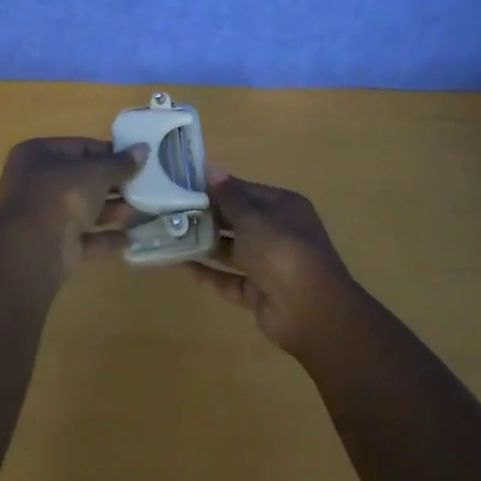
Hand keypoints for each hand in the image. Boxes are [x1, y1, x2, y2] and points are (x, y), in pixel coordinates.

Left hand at [0, 137, 145, 283]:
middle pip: (79, 180)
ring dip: (109, 211)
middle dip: (110, 185)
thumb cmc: (62, 194)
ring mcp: (40, 217)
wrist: (35, 248)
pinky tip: (128, 239)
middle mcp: (34, 183)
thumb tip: (143, 149)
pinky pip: (81, 238)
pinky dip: (103, 239)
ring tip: (136, 211)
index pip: (79, 147)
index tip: (134, 161)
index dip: (108, 153)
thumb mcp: (97, 172)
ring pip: (80, 209)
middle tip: (139, 187)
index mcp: (37, 155)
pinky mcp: (50, 245)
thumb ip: (121, 163)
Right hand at [188, 169, 362, 356]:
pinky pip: (228, 279)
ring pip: (232, 250)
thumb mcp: (253, 217)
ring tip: (170, 234)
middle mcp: (277, 232)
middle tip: (172, 210)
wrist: (309, 311)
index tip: (185, 184)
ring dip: (205, 243)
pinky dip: (208, 273)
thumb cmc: (282, 250)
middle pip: (238, 220)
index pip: (246, 191)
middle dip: (208, 216)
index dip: (218, 188)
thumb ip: (229, 197)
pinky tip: (180, 265)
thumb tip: (212, 169)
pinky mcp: (258, 292)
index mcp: (283, 207)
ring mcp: (268, 264)